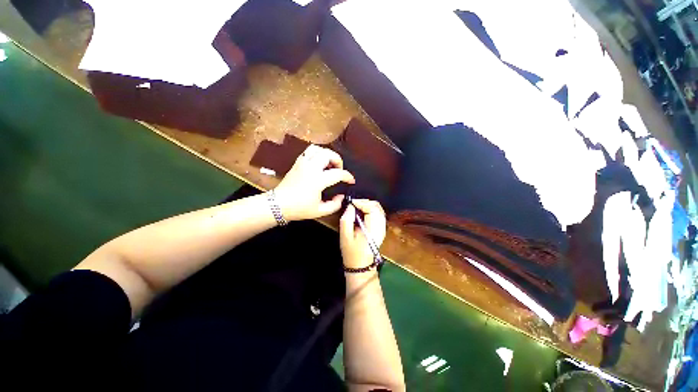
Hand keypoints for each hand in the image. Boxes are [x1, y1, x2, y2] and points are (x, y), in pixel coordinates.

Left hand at [274, 144, 354, 220]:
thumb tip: (341, 196)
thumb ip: (335, 204)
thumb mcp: (320, 211)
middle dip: (338, 160)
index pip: (338, 173)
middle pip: (328, 154)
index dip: (347, 176)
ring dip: (327, 154)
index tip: (351, 181)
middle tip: (339, 169)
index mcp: (317, 180)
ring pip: (318, 149)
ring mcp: (302, 163)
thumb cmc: (299, 209)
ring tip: (329, 164)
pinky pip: (309, 151)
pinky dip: (318, 153)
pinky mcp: (297, 162)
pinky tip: (319, 163)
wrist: (278, 204)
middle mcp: (311, 168)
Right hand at [340, 199, 386, 268]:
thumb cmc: (351, 252)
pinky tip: (362, 212)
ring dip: (368, 205)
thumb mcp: (345, 236)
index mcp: (373, 229)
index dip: (361, 202)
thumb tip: (350, 206)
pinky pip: (378, 213)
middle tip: (353, 204)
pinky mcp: (381, 228)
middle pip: (377, 207)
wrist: (361, 266)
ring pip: (378, 209)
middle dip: (365, 202)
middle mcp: (381, 227)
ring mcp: (382, 228)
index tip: (351, 202)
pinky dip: (370, 209)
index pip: (372, 209)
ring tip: (356, 207)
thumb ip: (347, 219)